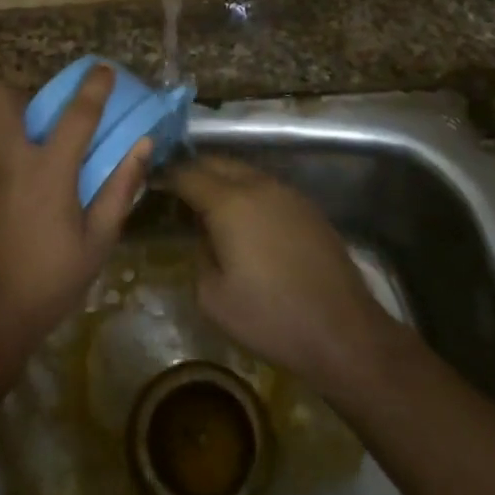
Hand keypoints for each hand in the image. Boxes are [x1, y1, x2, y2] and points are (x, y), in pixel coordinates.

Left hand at [0, 69, 148, 368]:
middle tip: (37, 119)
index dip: (94, 86)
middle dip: (22, 95)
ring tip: (11, 144)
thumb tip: (142, 146)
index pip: (77, 113)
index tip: (102, 70)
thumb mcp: (96, 244)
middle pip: (3, 95)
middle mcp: (4, 158)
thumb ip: (119, 189)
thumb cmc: (46, 285)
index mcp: (47, 171)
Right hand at [167, 155, 400, 396]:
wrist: (342, 331)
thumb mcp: (213, 297)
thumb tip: (204, 235)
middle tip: (175, 189)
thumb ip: (199, 254)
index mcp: (229, 202)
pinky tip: (244, 217)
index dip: (166, 174)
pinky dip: (247, 191)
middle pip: (217, 162)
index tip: (151, 181)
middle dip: (193, 170)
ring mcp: (288, 194)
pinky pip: (266, 187)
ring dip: (221, 178)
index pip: (188, 173)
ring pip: (244, 171)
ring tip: (207, 202)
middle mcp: (258, 186)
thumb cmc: (270, 317)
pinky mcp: (308, 208)